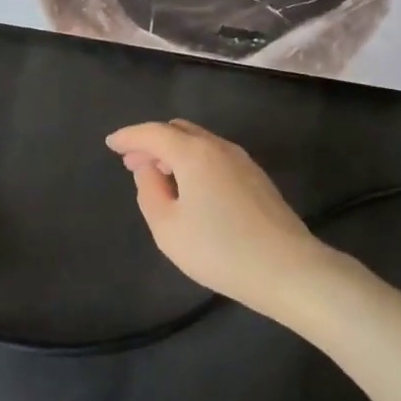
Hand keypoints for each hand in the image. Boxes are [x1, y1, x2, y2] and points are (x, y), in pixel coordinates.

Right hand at [106, 119, 328, 317]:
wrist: (288, 269)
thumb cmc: (220, 250)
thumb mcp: (168, 227)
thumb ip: (149, 191)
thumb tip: (148, 169)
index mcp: (192, 152)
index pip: (153, 133)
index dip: (129, 136)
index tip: (111, 143)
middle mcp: (218, 146)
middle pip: (178, 130)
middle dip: (152, 142)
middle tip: (132, 163)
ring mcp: (241, 160)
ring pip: (199, 142)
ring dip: (174, 152)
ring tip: (159, 176)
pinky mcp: (256, 177)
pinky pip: (215, 156)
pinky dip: (194, 161)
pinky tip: (191, 187)